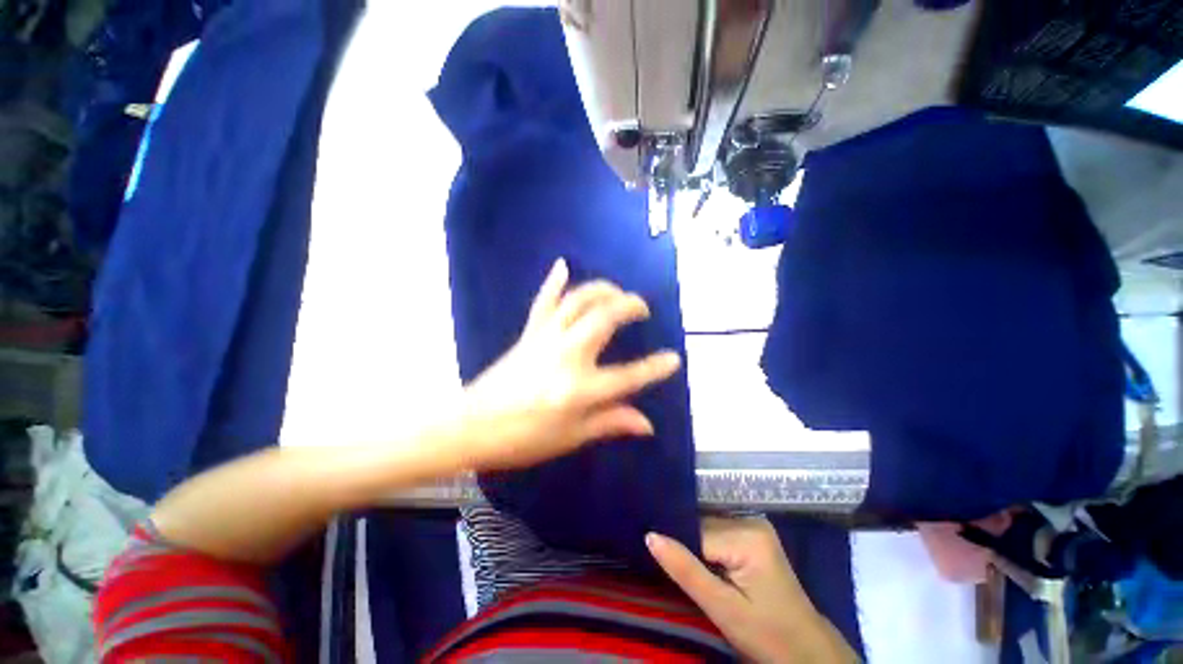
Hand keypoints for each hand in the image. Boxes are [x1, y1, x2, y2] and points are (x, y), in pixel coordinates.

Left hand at [457, 258, 681, 470]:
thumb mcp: (571, 437)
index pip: (628, 376)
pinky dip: (554, 281)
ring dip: (602, 290)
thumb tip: (647, 424)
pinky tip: (563, 265)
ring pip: (578, 301)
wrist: (471, 426)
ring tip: (618, 292)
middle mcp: (567, 356)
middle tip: (642, 308)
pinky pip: (543, 302)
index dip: (655, 368)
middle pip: (604, 318)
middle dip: (629, 306)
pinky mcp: (529, 333)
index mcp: (580, 389)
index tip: (674, 358)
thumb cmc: (523, 439)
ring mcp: (546, 339)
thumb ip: (611, 423)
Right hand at [647, 516, 858, 662]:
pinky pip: (717, 534)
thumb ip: (685, 570)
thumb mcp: (722, 609)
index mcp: (747, 535)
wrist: (807, 650)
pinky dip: (706, 548)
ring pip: (706, 529)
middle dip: (686, 546)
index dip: (678, 547)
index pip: (696, 532)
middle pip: (701, 527)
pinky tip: (700, 562)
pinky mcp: (753, 535)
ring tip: (682, 564)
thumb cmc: (767, 635)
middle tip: (669, 566)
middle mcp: (750, 520)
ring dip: (695, 547)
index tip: (657, 557)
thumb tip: (650, 536)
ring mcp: (753, 525)